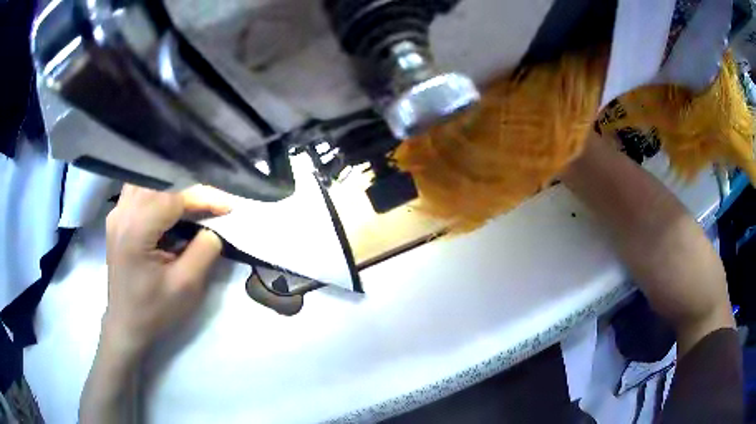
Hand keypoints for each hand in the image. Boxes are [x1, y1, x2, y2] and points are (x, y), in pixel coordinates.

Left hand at [102, 184, 231, 357]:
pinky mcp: (116, 218)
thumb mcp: (187, 286)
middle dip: (190, 190)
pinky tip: (170, 206)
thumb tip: (214, 227)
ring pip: (148, 182)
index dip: (203, 198)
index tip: (229, 206)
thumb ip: (205, 250)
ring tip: (194, 203)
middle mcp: (121, 213)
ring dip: (173, 188)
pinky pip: (139, 191)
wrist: (127, 325)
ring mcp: (116, 213)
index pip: (173, 198)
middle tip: (213, 206)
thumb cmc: (155, 310)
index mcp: (136, 230)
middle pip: (160, 183)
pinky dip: (158, 193)